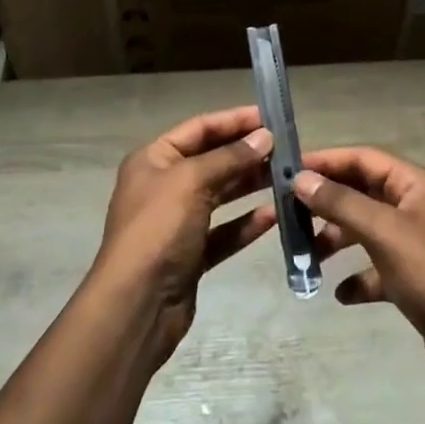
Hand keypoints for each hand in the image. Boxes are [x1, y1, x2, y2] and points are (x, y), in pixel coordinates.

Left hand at [92, 106, 276, 365]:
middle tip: (287, 148)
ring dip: (252, 185)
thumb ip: (230, 157)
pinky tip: (275, 216)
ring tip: (288, 177)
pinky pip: (225, 231)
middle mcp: (165, 186)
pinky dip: (247, 223)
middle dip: (248, 154)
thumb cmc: (158, 229)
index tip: (270, 117)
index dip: (234, 120)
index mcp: (154, 159)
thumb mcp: (192, 181)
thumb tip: (265, 137)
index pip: (200, 128)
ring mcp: (178, 222)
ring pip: (222, 195)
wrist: (136, 306)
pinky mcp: (192, 254)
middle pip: (213, 160)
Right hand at [294, 148, 424, 395]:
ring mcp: (416, 243)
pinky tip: (340, 293)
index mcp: (414, 183)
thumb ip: (340, 203)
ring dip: (337, 239)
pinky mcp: (415, 279)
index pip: (363, 158)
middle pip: (362, 192)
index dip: (327, 161)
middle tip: (288, 213)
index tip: (288, 170)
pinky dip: (357, 277)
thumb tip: (300, 178)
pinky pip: (377, 268)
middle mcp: (415, 205)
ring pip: (366, 230)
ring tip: (307, 255)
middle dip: (327, 202)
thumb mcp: (383, 232)